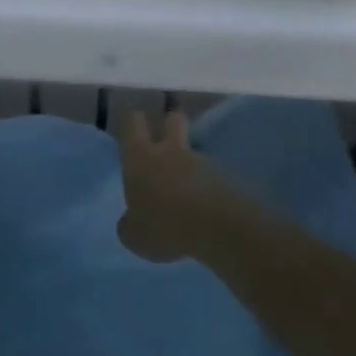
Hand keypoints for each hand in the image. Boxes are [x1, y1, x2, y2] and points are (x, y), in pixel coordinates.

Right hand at [116, 110, 227, 262]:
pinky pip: (211, 176)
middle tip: (164, 143)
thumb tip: (131, 221)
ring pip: (193, 152)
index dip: (130, 123)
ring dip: (189, 166)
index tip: (129, 132)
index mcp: (140, 157)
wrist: (218, 227)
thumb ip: (130, 223)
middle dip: (168, 124)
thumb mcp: (134, 236)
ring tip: (186, 195)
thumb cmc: (165, 225)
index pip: (132, 121)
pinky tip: (205, 211)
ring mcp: (201, 162)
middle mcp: (170, 150)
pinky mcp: (225, 177)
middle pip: (172, 119)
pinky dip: (207, 187)